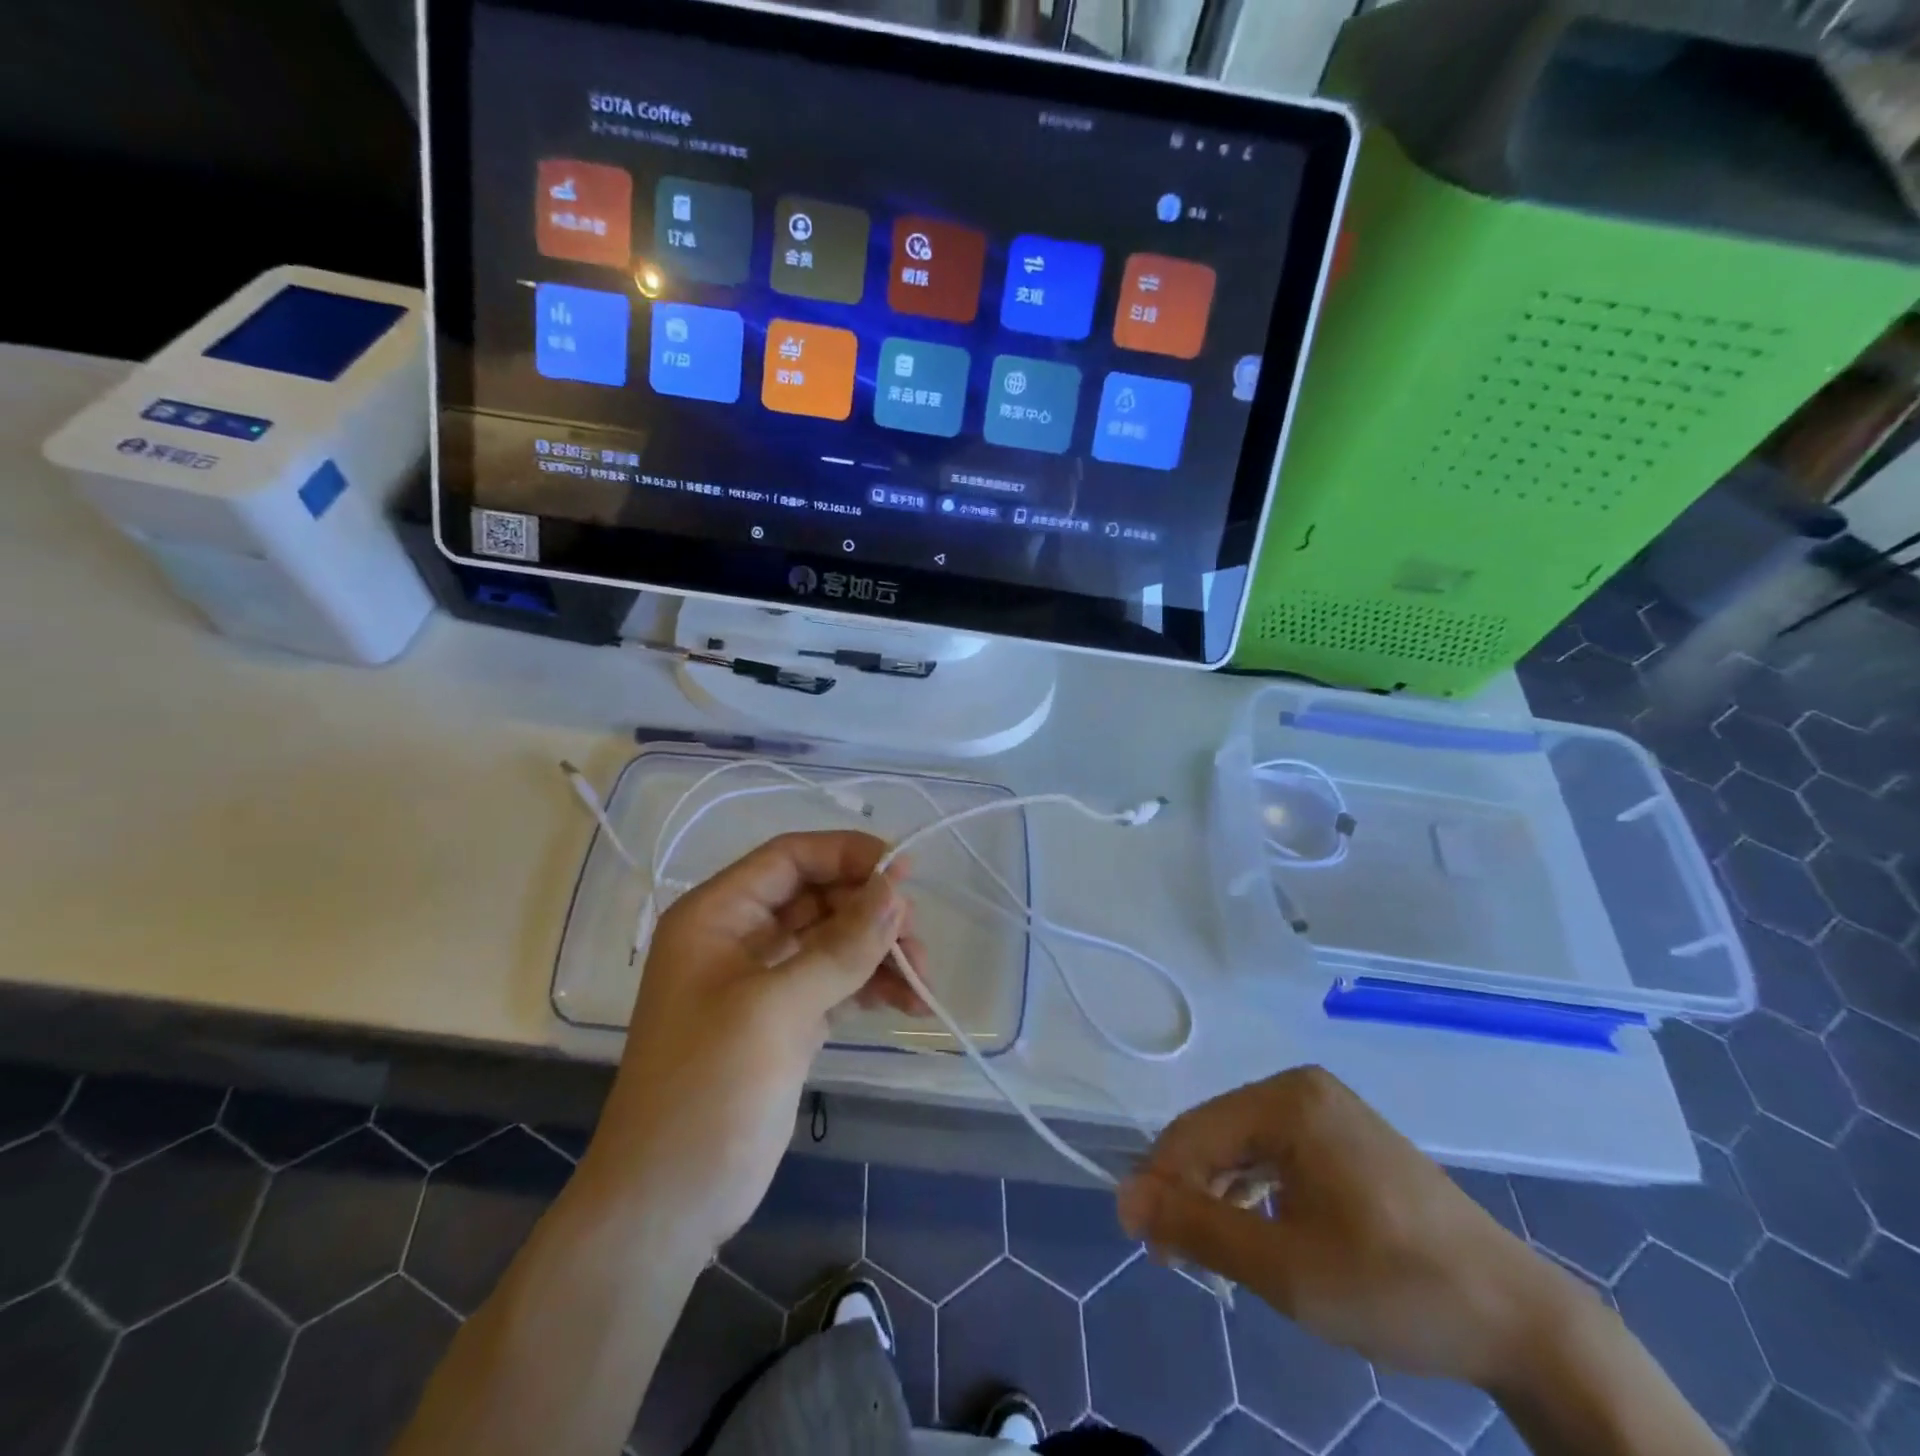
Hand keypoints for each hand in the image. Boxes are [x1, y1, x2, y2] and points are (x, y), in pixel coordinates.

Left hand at [578, 831, 925, 1254]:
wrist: (668, 1204)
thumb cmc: (708, 1090)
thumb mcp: (776, 1009)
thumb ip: (841, 947)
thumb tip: (896, 889)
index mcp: (717, 915)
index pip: (790, 858)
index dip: (847, 854)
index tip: (904, 870)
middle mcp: (739, 937)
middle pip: (818, 896)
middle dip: (871, 911)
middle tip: (916, 939)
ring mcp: (764, 981)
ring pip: (834, 940)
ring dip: (879, 952)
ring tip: (923, 980)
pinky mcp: (786, 1020)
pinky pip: (838, 982)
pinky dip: (872, 986)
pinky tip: (908, 1003)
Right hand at [1118, 1066, 1585, 1388]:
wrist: (1519, 1319)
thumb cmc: (1394, 1287)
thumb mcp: (1285, 1267)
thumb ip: (1197, 1226)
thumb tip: (1125, 1197)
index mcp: (1286, 1100)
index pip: (1194, 1132)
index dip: (1160, 1184)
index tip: (1145, 1245)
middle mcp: (1301, 1089)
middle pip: (1217, 1135)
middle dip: (1190, 1192)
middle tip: (1177, 1260)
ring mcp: (1328, 1111)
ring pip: (1244, 1146)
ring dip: (1219, 1196)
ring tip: (1209, 1256)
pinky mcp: (1345, 1138)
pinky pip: (1277, 1155)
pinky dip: (1255, 1194)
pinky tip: (1254, 1233)